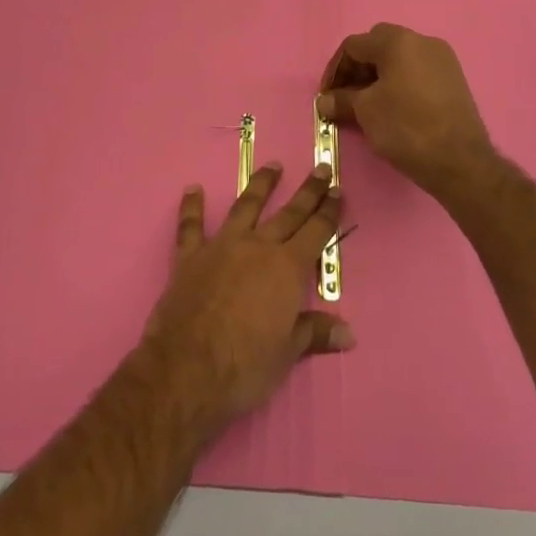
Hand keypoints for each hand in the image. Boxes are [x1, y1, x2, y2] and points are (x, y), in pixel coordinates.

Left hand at [144, 163, 353, 423]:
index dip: (328, 212)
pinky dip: (192, 207)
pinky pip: (191, 226)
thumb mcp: (287, 353)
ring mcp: (221, 247)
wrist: (186, 370)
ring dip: (260, 185)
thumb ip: (314, 333)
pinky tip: (192, 189)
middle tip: (321, 169)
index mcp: (287, 269)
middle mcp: (257, 247)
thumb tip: (349, 333)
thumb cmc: (245, 366)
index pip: (315, 232)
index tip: (338, 190)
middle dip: (308, 191)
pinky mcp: (189, 257)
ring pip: (245, 207)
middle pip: (288, 213)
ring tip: (273, 166)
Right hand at [318, 24, 497, 199]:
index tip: (327, 95)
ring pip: (400, 58)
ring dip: (378, 75)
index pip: (354, 45)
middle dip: (358, 68)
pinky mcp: (454, 78)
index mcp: (398, 41)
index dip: (335, 69)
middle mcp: (422, 41)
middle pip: (378, 45)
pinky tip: (393, 106)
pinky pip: (417, 70)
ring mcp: (442, 59)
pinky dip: (400, 82)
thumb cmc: (406, 128)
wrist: (460, 161)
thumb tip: (324, 101)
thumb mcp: (366, 112)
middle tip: (346, 95)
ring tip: (367, 103)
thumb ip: (342, 99)